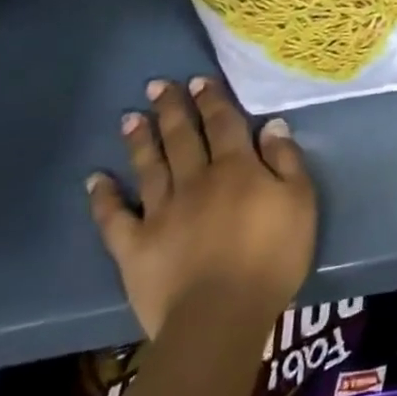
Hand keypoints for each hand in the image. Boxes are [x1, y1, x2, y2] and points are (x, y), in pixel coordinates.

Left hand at [88, 77, 316, 340]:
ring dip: (140, 140)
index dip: (212, 100)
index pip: (223, 124)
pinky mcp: (134, 247)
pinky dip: (104, 197)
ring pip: (149, 167)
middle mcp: (195, 181)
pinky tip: (95, 180)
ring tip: (130, 117)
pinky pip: (115, 218)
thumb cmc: (273, 256)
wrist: (221, 315)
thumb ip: (286, 161)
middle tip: (157, 85)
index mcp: (237, 168)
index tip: (198, 80)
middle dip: (171, 109)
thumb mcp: (301, 202)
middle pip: (182, 138)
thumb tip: (270, 125)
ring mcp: (160, 213)